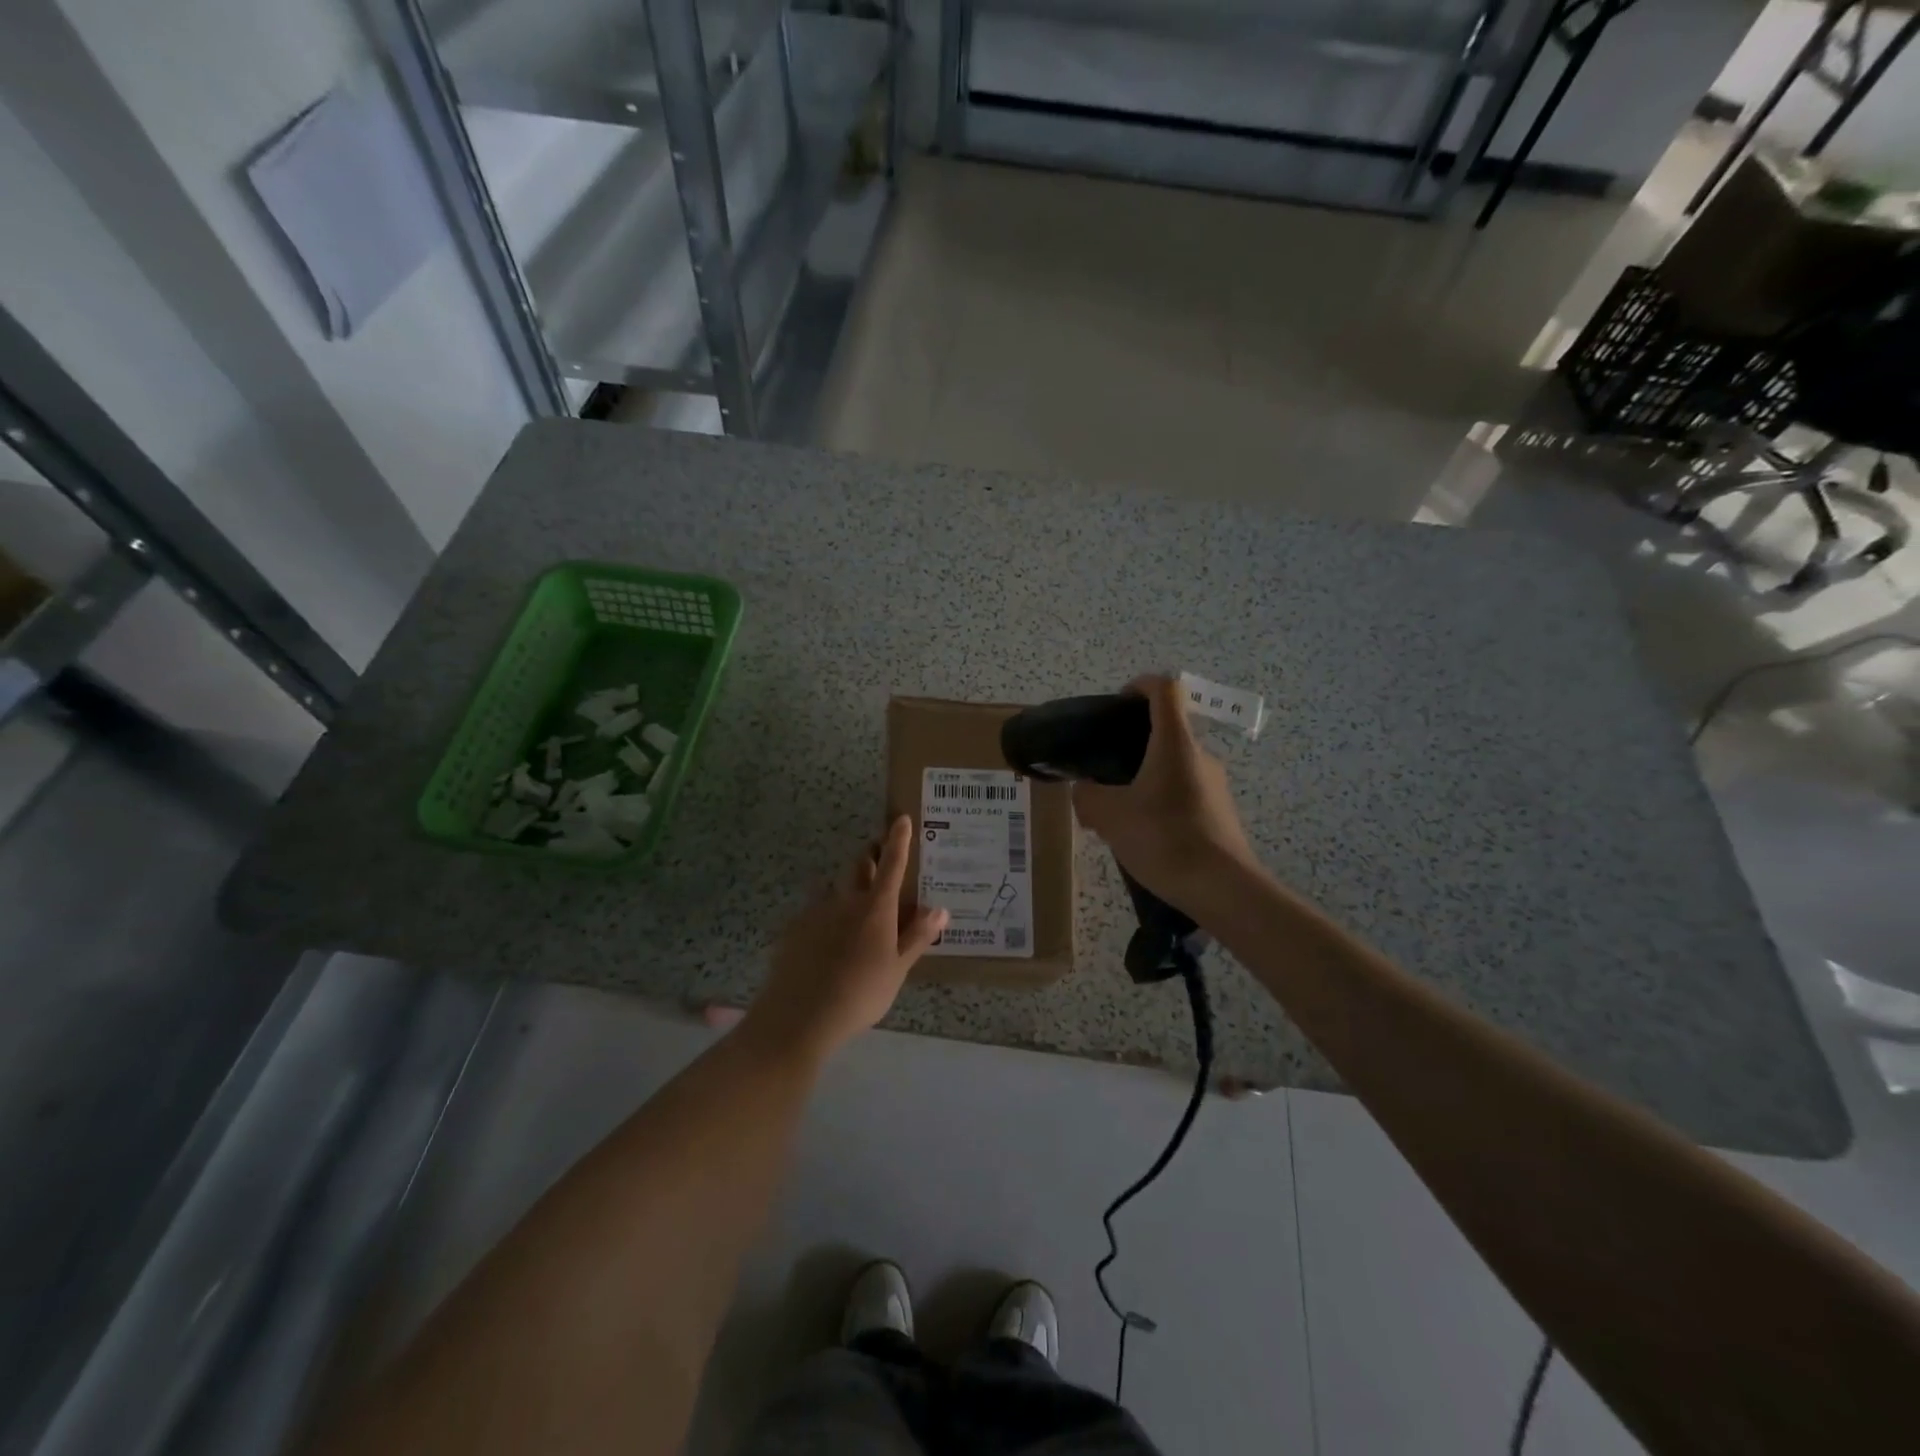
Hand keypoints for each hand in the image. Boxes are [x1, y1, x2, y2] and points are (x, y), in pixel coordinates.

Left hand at [745, 816, 948, 1060]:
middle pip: (860, 866)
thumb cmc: (860, 994)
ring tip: (855, 910)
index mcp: (876, 908)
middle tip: (881, 859)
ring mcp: (817, 911)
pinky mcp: (795, 927)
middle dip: (872, 857)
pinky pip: (816, 911)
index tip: (901, 818)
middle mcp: (846, 900)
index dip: (898, 840)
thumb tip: (941, 909)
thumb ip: (917, 937)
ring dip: (849, 889)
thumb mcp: (897, 970)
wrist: (799, 1016)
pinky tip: (827, 941)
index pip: (892, 864)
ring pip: (837, 889)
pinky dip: (827, 916)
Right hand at [1070, 675, 1256, 911]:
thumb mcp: (1109, 817)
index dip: (1139, 685)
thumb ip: (1087, 796)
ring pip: (1173, 765)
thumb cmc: (1165, 839)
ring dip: (1144, 777)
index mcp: (1175, 743)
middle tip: (1103, 770)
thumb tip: (1083, 790)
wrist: (1223, 889)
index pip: (1165, 689)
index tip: (1117, 704)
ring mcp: (1214, 784)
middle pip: (1167, 729)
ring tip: (1117, 810)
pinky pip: (1183, 792)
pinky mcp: (1219, 812)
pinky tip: (1143, 834)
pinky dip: (1160, 801)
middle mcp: (1200, 755)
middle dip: (1131, 743)